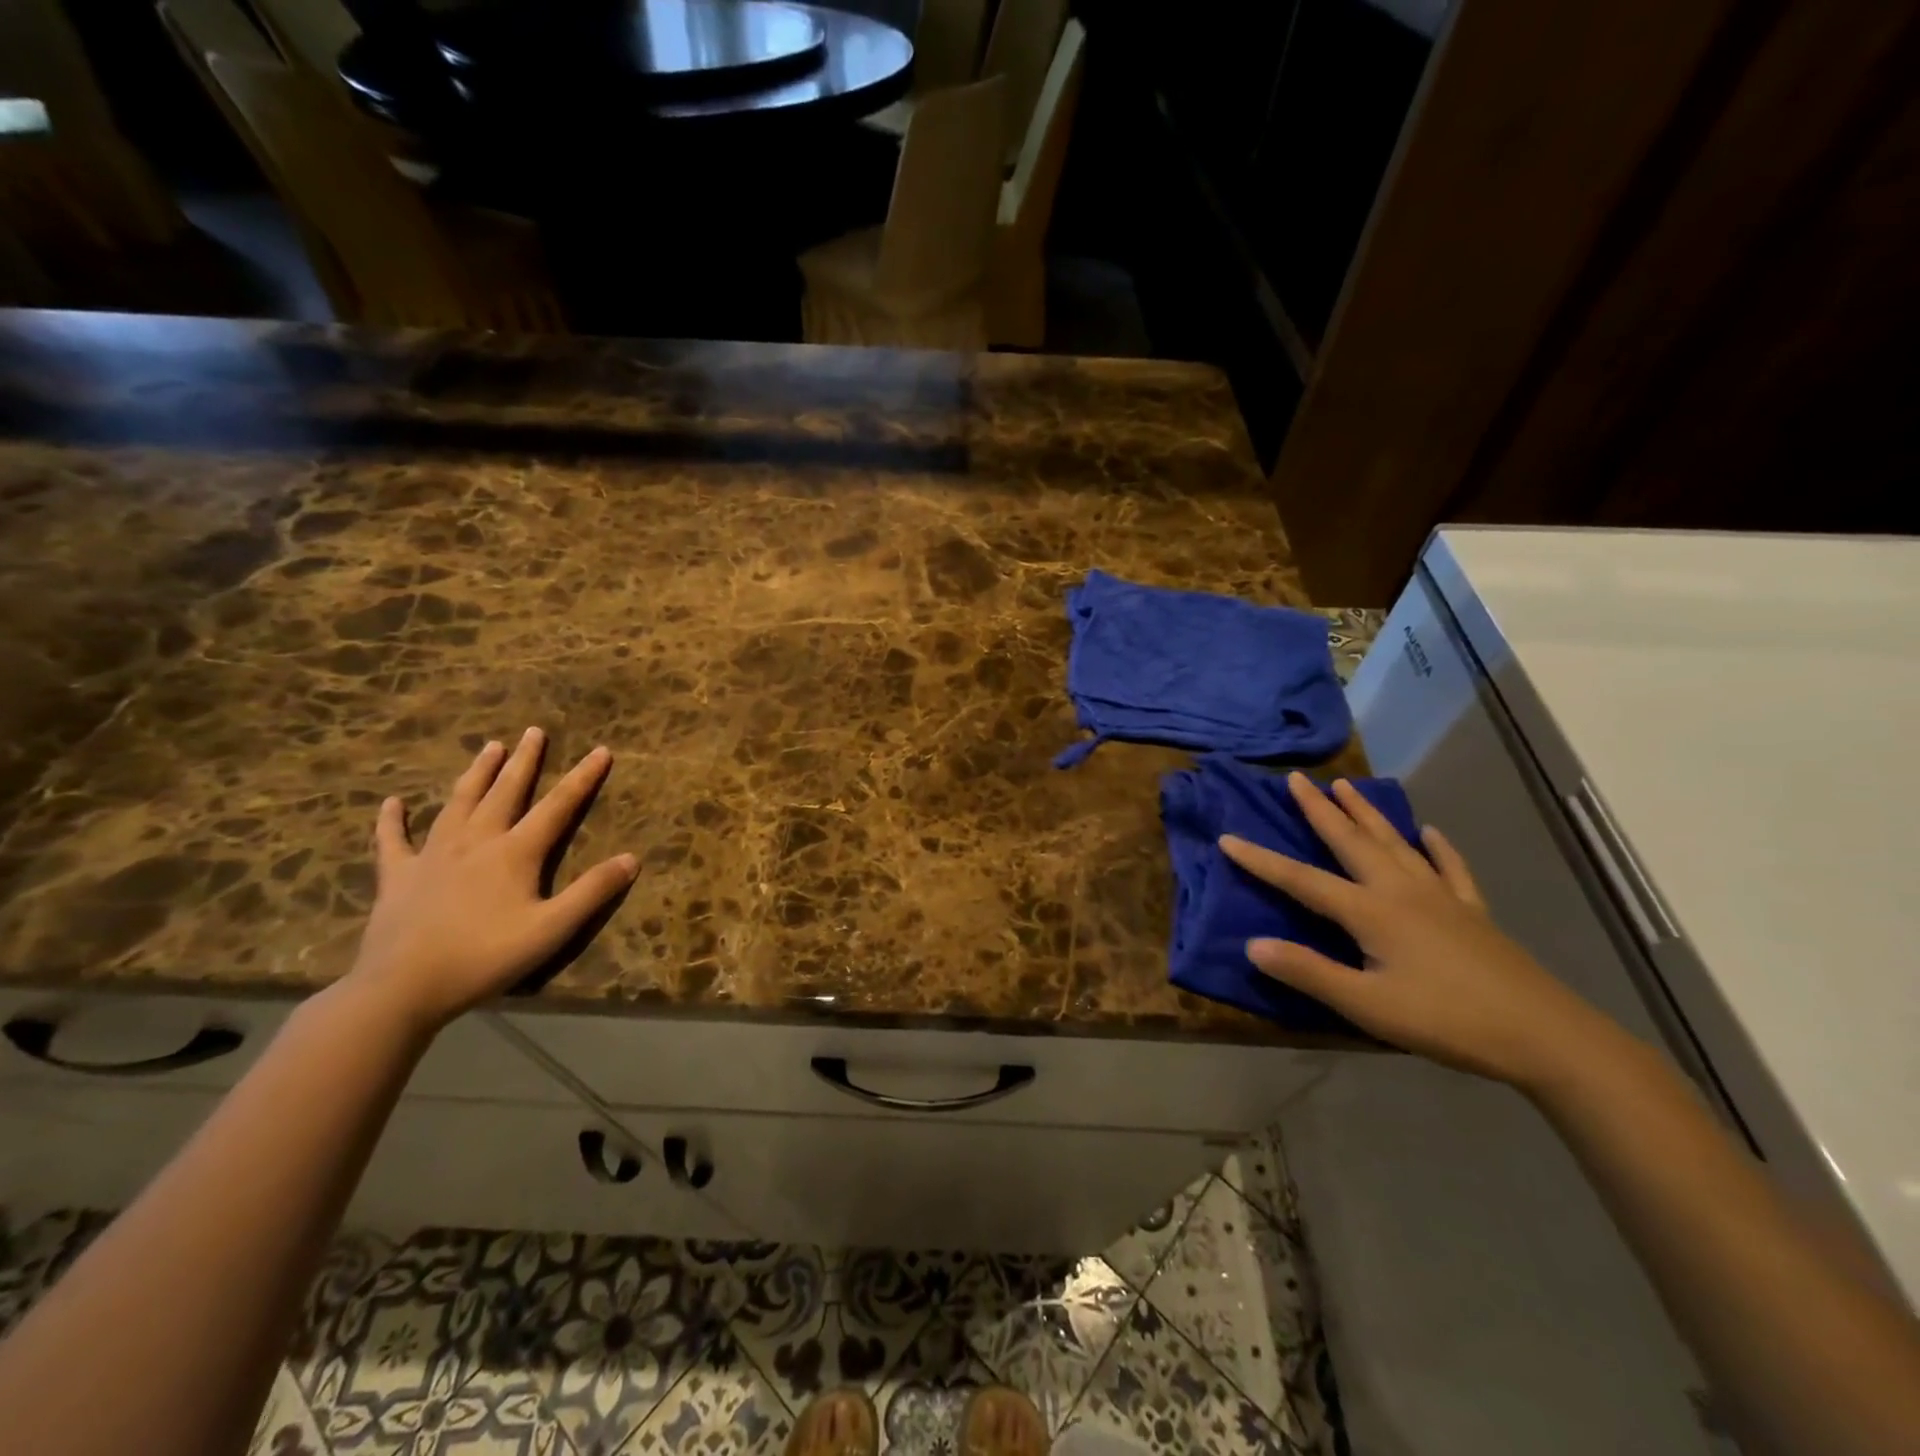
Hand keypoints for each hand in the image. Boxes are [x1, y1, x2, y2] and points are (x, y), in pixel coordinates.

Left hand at [345, 728, 637, 1032]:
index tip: (601, 750)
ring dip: (476, 774)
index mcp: (515, 852)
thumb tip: (632, 859)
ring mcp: (433, 855)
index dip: (583, 777)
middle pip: (506, 792)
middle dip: (524, 760)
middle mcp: (476, 841)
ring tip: (489, 747)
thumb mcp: (552, 929)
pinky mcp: (398, 876)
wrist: (402, 987)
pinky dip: (392, 820)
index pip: (558, 806)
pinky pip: (393, 841)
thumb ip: (592, 892)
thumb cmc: (485, 957)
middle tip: (533, 731)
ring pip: (459, 803)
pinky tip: (392, 803)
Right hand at [1220, 773, 1611, 1089]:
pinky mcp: (1472, 912)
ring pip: (1394, 843)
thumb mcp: (1367, 1006)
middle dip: (1320, 809)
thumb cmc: (1446, 1020)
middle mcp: (1401, 890)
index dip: (1261, 861)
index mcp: (1370, 911)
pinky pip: (1449, 868)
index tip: (1227, 838)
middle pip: (1351, 841)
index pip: (1301, 880)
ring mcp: (1440, 897)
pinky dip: (1437, 848)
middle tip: (1298, 779)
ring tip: (1347, 786)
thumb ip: (1308, 972)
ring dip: (1367, 814)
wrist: (1546, 1035)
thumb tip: (1252, 944)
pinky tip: (1430, 833)